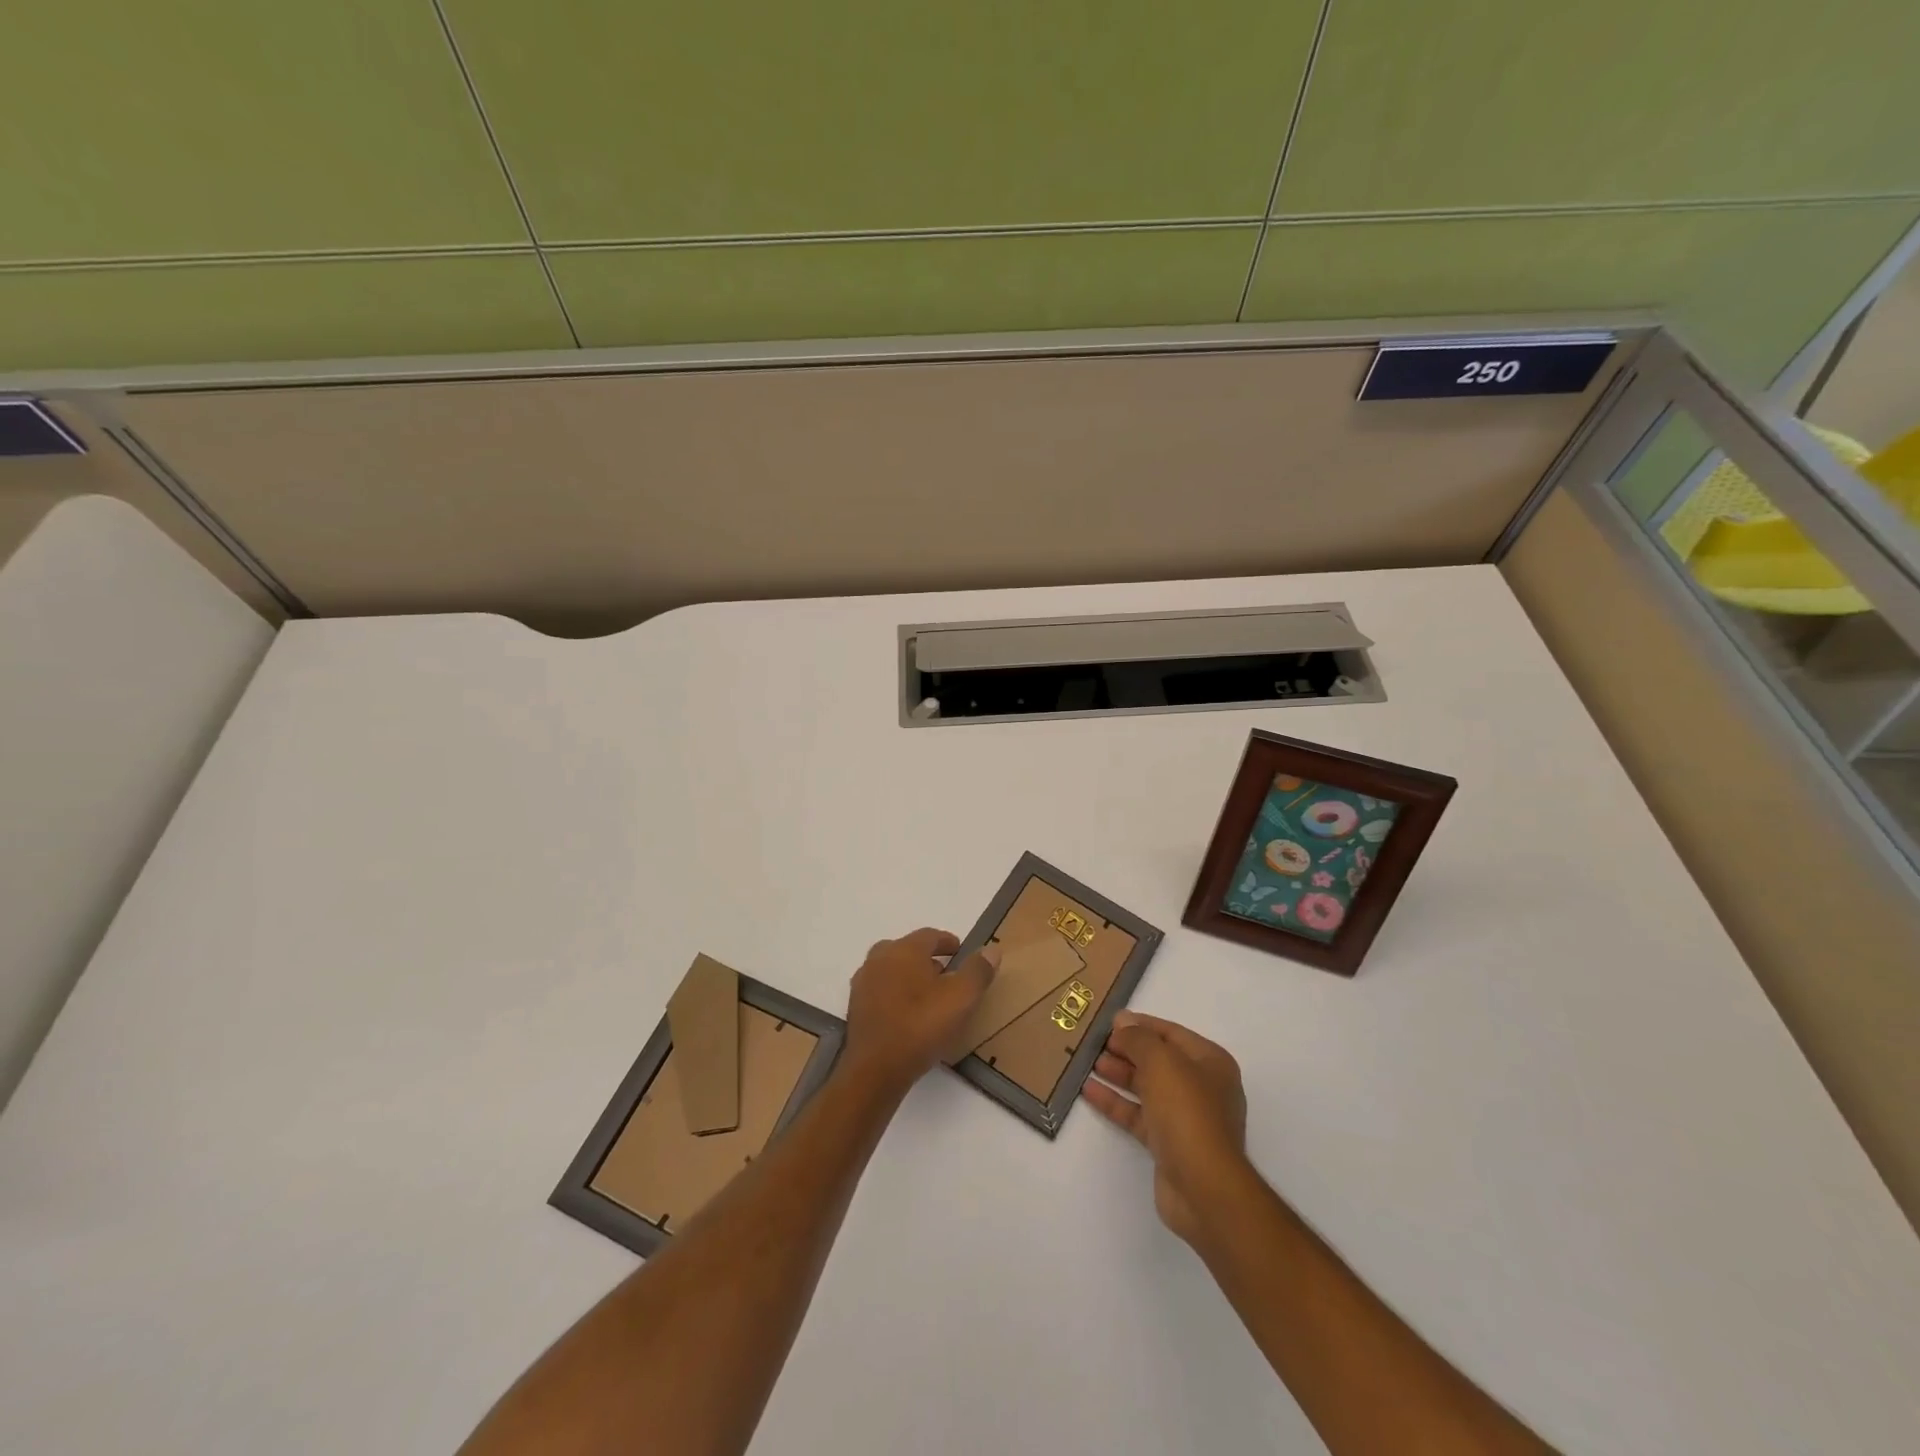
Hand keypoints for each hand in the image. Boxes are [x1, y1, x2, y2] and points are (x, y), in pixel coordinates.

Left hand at [841, 928, 998, 1100]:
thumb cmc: (921, 1026)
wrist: (875, 1068)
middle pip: (907, 950)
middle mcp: (879, 958)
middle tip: (946, 976)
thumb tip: (991, 950)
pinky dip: (896, 995)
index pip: (930, 935)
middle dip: (927, 959)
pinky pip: (881, 991)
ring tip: (929, 997)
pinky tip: (908, 1015)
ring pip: (891, 970)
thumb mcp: (961, 998)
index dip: (948, 942)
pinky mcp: (855, 1007)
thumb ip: (977, 972)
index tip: (961, 953)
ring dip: (910, 977)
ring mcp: (863, 983)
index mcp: (904, 949)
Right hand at [1084, 1011, 1251, 1242]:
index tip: (1109, 1022)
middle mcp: (1201, 1087)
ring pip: (1146, 1087)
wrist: (1204, 1188)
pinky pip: (1138, 1114)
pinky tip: (1089, 1091)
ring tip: (1087, 1062)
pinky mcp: (1168, 1143)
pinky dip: (1116, 1102)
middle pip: (1158, 1060)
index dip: (1140, 1025)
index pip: (1171, 1033)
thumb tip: (1123, 1021)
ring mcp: (1185, 1117)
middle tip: (1094, 1043)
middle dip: (1126, 1050)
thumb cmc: (1187, 1113)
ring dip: (1118, 1074)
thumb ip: (1139, 1038)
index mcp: (1210, 1062)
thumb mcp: (1161, 1062)